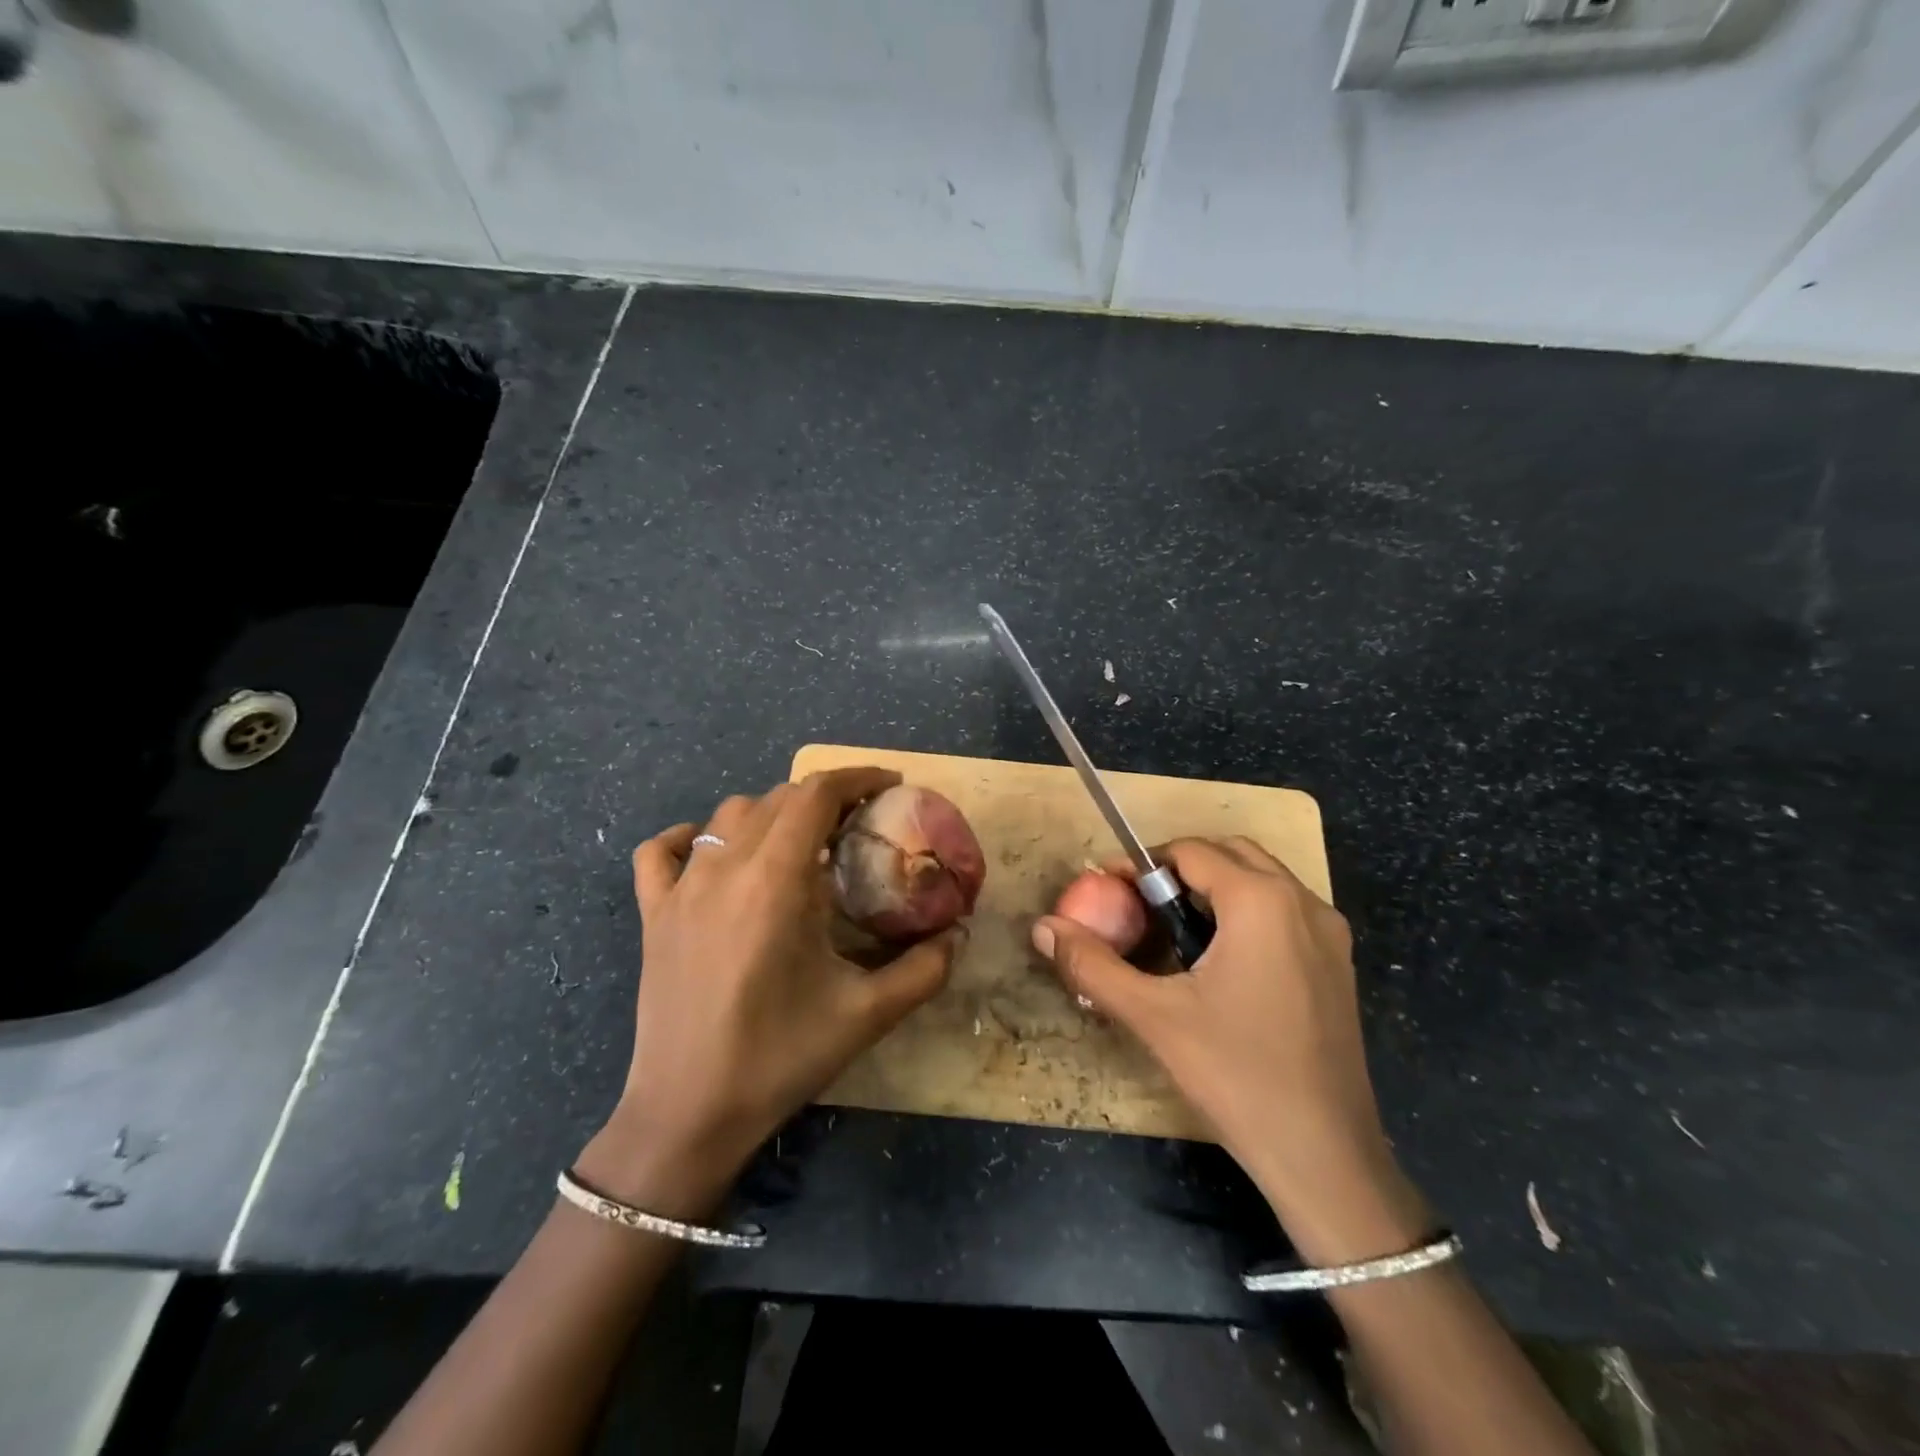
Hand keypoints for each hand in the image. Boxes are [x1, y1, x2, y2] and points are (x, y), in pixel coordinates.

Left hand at [578, 768, 961, 1218]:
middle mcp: (724, 869)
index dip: (857, 778)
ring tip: (800, 842)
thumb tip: (958, 934)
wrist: (688, 1115)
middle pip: (777, 799)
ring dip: (770, 814)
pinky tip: (712, 855)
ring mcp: (680, 889)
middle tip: (857, 823)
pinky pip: (661, 853)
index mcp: (776, 881)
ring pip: (727, 817)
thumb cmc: (780, 1059)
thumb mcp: (867, 1015)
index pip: (815, 795)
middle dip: (824, 797)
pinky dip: (689, 838)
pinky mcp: (652, 915)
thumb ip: (924, 970)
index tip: (890, 786)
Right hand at [1031, 837, 1425, 1261]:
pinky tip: (1219, 962)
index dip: (1142, 865)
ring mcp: (1328, 933)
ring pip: (1261, 879)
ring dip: (1214, 887)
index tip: (1108, 890)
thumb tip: (1043, 927)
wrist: (1326, 1156)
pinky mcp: (1339, 963)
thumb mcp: (1153, 1016)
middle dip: (1180, 868)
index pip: (1190, 851)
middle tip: (1140, 906)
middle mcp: (1302, 902)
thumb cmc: (1236, 1075)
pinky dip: (1246, 911)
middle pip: (1229, 853)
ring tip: (1174, 931)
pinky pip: (1284, 911)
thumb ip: (1093, 965)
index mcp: (1260, 901)